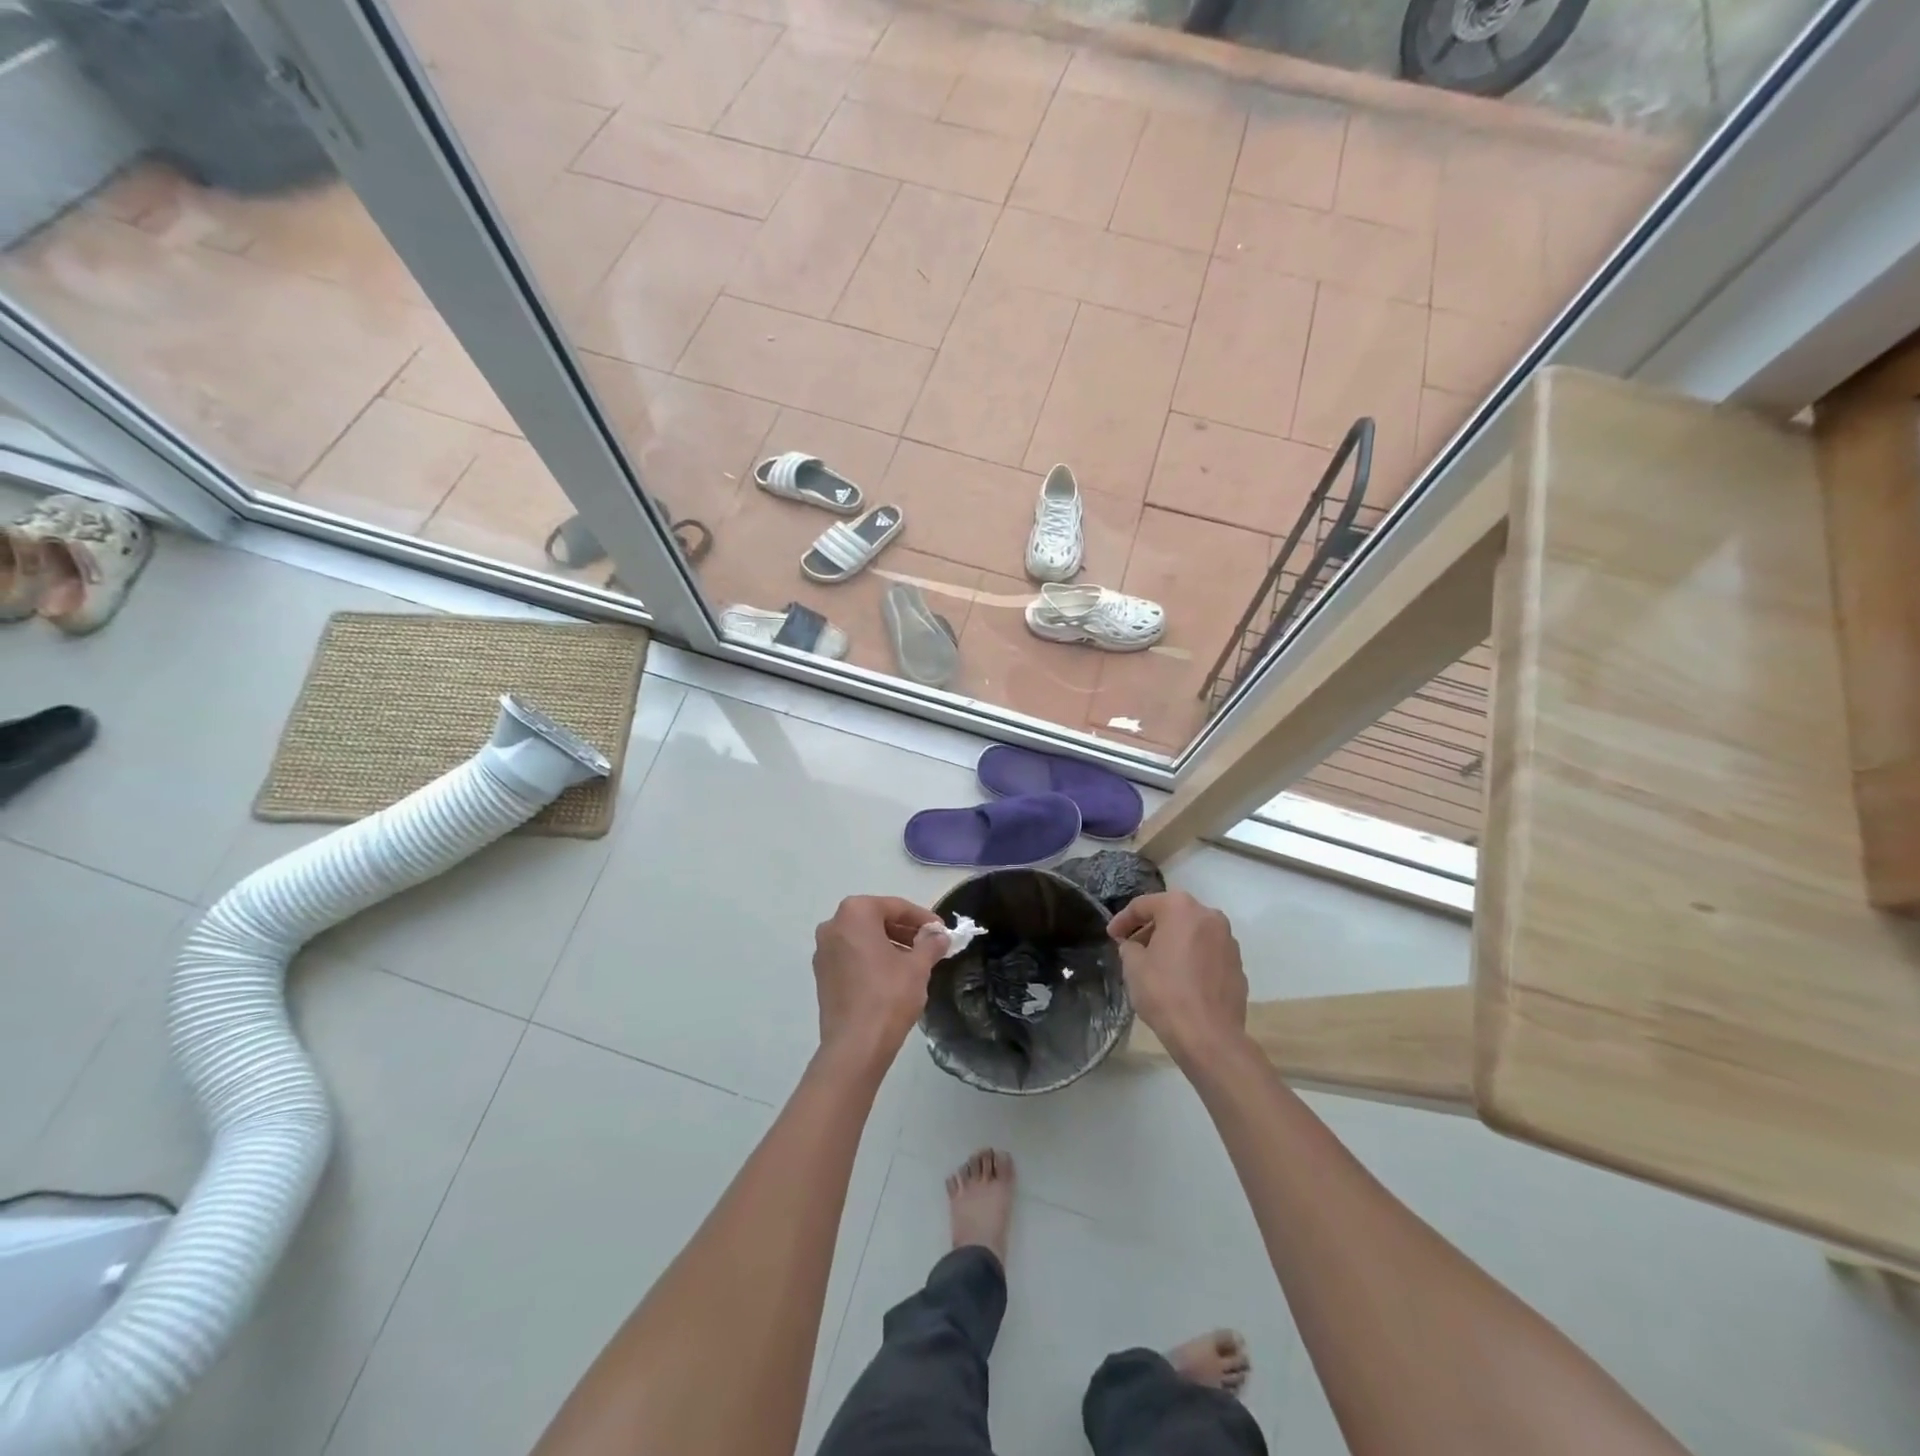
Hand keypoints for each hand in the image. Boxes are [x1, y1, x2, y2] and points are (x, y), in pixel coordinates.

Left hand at [813, 896, 945, 1064]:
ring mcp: (823, 950)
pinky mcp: (822, 974)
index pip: (896, 907)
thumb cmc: (888, 996)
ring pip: (864, 938)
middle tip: (930, 945)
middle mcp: (833, 925)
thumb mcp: (918, 966)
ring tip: (915, 961)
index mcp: (855, 913)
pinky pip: (852, 955)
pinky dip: (872, 958)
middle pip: (877, 919)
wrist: (855, 1045)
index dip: (922, 918)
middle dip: (905, 931)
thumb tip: (940, 935)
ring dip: (890, 944)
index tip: (941, 931)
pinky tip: (893, 975)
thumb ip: (930, 944)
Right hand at [1109, 891, 1247, 1060]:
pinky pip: (1207, 953)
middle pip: (1172, 915)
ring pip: (1192, 933)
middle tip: (1132, 948)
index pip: (1143, 905)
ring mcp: (1228, 940)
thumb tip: (1134, 946)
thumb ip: (1129, 947)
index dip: (1122, 920)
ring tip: (1156, 964)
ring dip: (1173, 943)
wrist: (1209, 1036)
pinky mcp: (1238, 965)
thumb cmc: (1165, 992)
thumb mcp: (1133, 966)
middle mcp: (1209, 916)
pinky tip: (1180, 979)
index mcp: (1180, 908)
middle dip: (1150, 929)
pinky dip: (1192, 958)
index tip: (1111, 935)